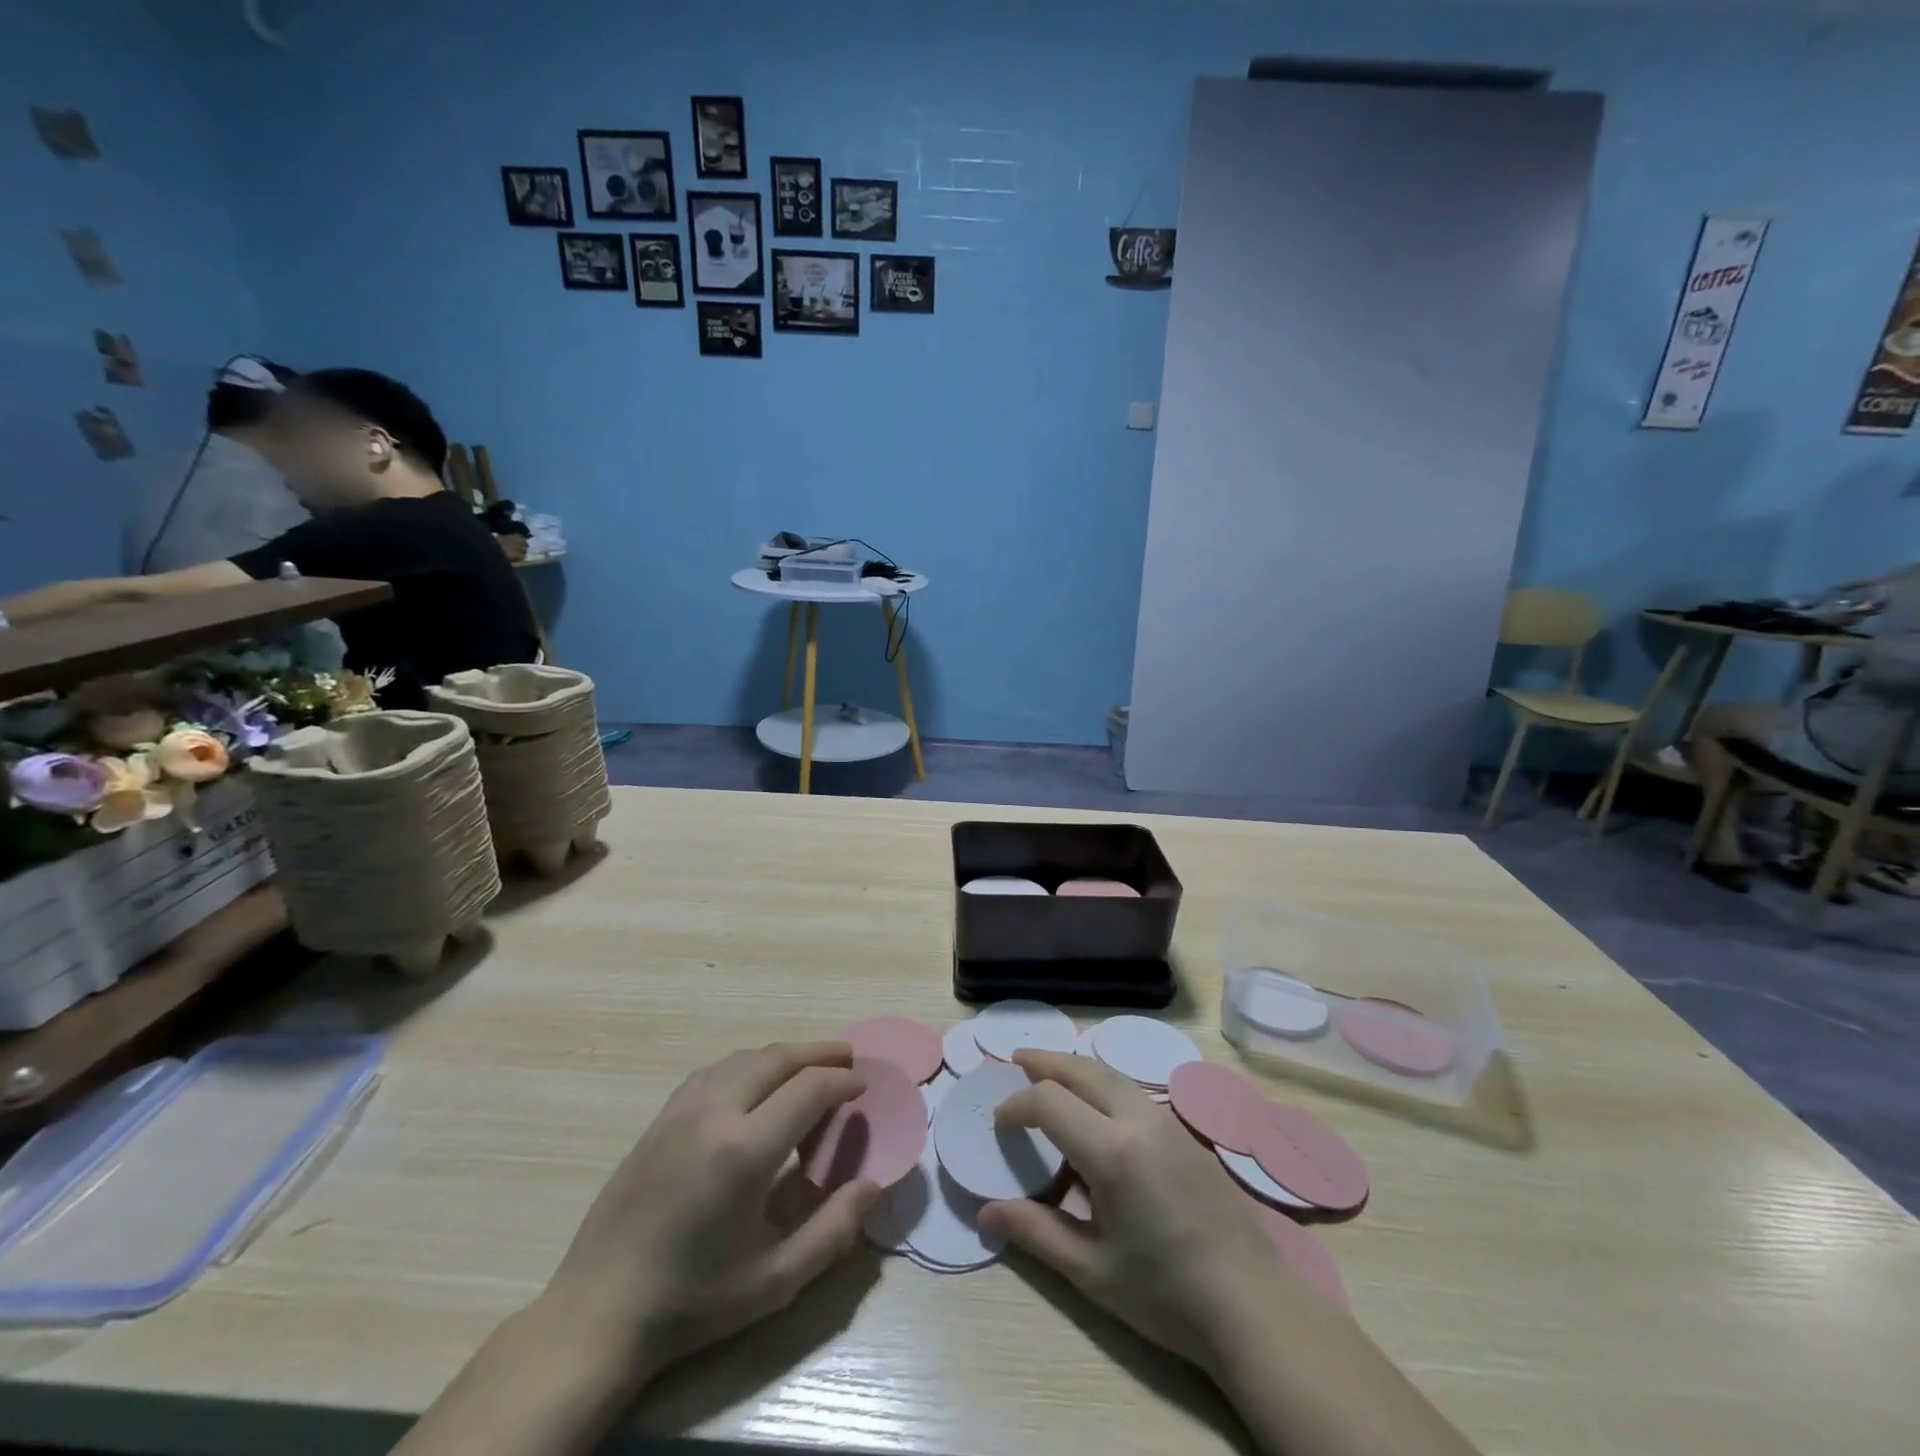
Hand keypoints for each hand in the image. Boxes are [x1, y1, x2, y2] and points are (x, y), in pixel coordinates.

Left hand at [534, 1041, 880, 1386]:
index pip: (809, 1088)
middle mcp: (715, 1112)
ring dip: (784, 1056)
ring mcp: (682, 1109)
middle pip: (778, 1058)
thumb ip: (832, 1230)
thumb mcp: (774, 1280)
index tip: (863, 1087)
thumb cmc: (693, 1300)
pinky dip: (748, 1065)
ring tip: (809, 1069)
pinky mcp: (661, 1117)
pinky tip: (755, 1085)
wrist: (598, 1312)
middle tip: (847, 1060)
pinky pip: (716, 1070)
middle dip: (819, 1054)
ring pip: (745, 1058)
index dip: (842, 1082)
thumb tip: (873, 1185)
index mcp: (745, 1149)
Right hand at [977, 1050, 1308, 1375]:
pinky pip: (1133, 1090)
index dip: (1017, 1104)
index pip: (1050, 1101)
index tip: (999, 1122)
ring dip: (1076, 1068)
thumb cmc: (1167, 1295)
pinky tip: (1096, 1107)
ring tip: (1050, 1074)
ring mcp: (1168, 1122)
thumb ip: (1036, 1233)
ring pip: (1112, 1074)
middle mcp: (1140, 1120)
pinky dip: (1103, 1083)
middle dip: (1046, 1062)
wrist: (1254, 1307)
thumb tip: (984, 1213)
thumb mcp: (1093, 1271)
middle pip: (1083, 1070)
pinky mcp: (1185, 1133)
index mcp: (1113, 1151)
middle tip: (1016, 1059)